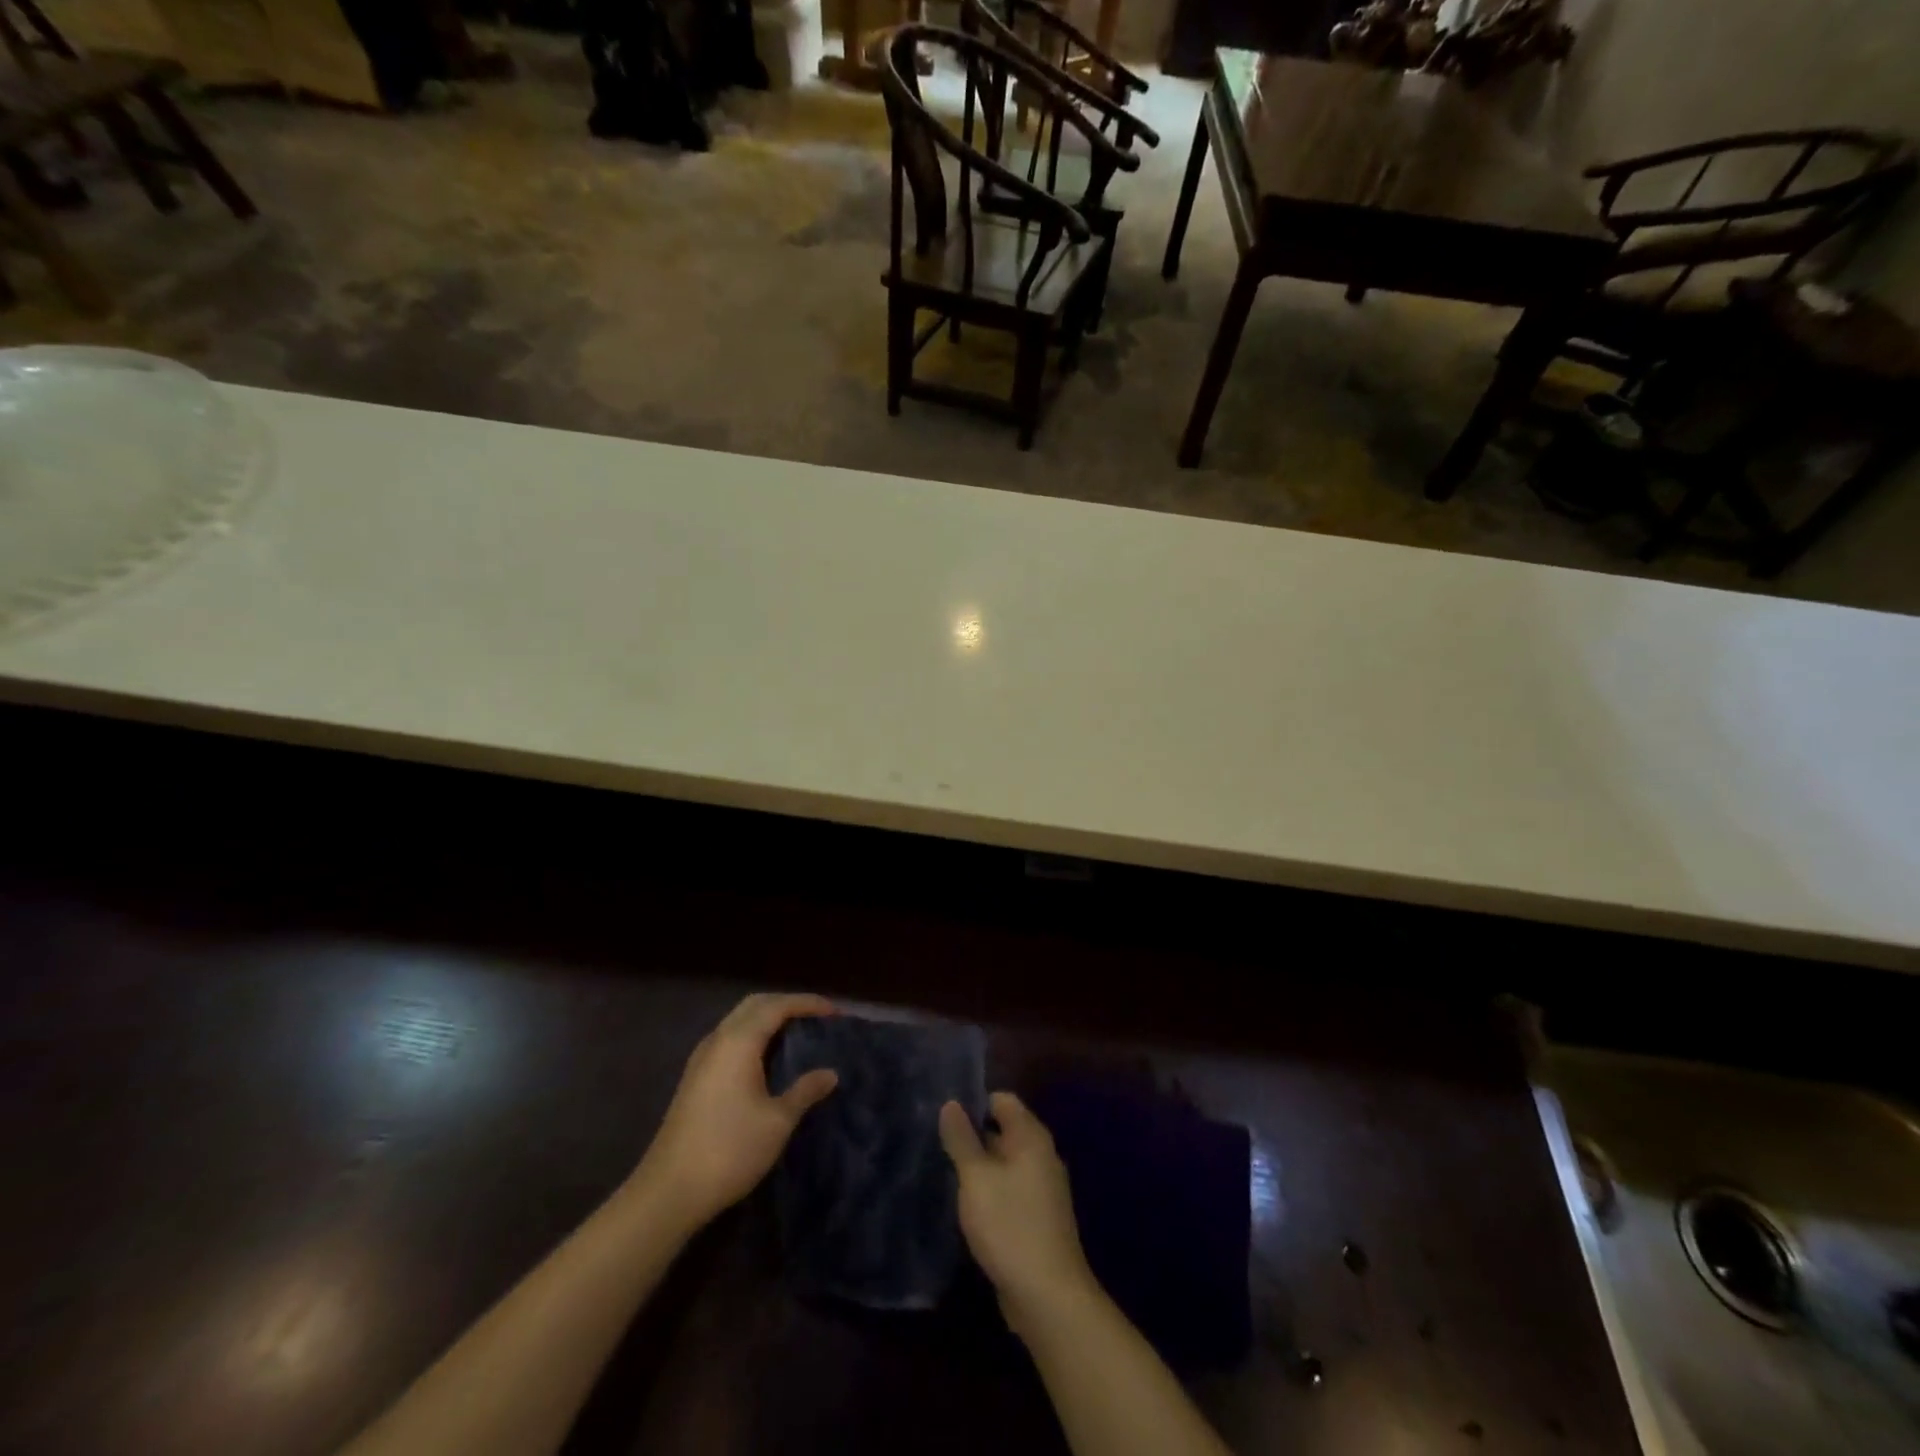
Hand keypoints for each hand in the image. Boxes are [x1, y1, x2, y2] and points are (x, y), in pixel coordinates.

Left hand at [636, 993, 837, 1232]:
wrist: (669, 1192)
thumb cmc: (729, 1150)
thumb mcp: (778, 1121)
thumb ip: (805, 1091)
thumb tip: (831, 1073)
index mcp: (739, 1041)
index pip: (778, 1006)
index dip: (808, 1003)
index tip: (836, 1012)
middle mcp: (718, 1040)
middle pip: (755, 1004)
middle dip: (787, 1004)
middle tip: (817, 1017)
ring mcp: (701, 1058)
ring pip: (738, 1020)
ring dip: (768, 1018)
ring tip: (797, 1033)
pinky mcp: (694, 1078)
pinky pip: (729, 1039)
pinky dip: (753, 1035)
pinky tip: (766, 1058)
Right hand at [939, 1091, 1098, 1338]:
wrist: (1048, 1296)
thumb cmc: (1009, 1225)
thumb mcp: (976, 1178)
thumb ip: (962, 1139)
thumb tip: (951, 1103)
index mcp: (1031, 1137)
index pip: (1001, 1100)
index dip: (973, 1103)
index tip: (944, 1119)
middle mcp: (1042, 1155)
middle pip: (1003, 1130)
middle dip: (973, 1136)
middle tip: (938, 1146)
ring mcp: (1043, 1188)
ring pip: (1005, 1163)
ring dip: (980, 1167)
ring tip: (946, 1174)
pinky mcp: (1039, 1217)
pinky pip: (1011, 1189)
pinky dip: (991, 1192)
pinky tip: (968, 1207)